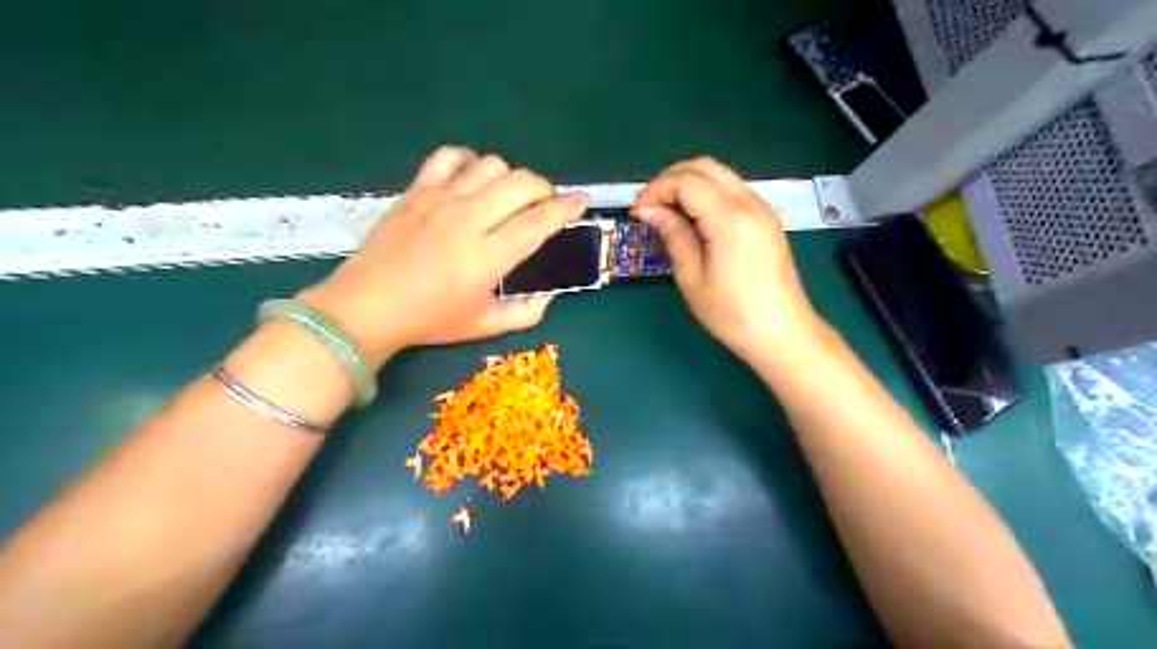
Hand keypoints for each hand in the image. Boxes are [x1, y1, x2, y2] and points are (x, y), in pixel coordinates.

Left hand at [297, 146, 587, 367]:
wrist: (367, 307)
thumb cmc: (429, 320)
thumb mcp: (484, 326)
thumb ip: (525, 313)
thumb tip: (548, 296)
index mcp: (489, 255)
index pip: (539, 221)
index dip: (566, 209)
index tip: (580, 202)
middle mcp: (469, 219)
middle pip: (521, 183)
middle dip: (543, 188)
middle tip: (543, 204)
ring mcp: (441, 200)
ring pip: (490, 165)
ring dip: (509, 176)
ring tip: (507, 195)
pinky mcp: (417, 191)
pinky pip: (449, 157)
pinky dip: (468, 161)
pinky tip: (470, 178)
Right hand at [631, 158, 821, 359]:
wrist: (782, 333)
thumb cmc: (733, 314)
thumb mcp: (693, 279)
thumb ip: (673, 236)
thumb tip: (650, 211)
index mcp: (730, 219)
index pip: (687, 181)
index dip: (657, 190)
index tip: (639, 213)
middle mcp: (750, 203)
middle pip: (705, 166)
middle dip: (671, 178)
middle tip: (651, 206)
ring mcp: (762, 209)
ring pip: (720, 175)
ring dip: (689, 184)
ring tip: (668, 213)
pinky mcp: (766, 220)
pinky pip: (732, 190)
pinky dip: (707, 193)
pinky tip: (693, 219)